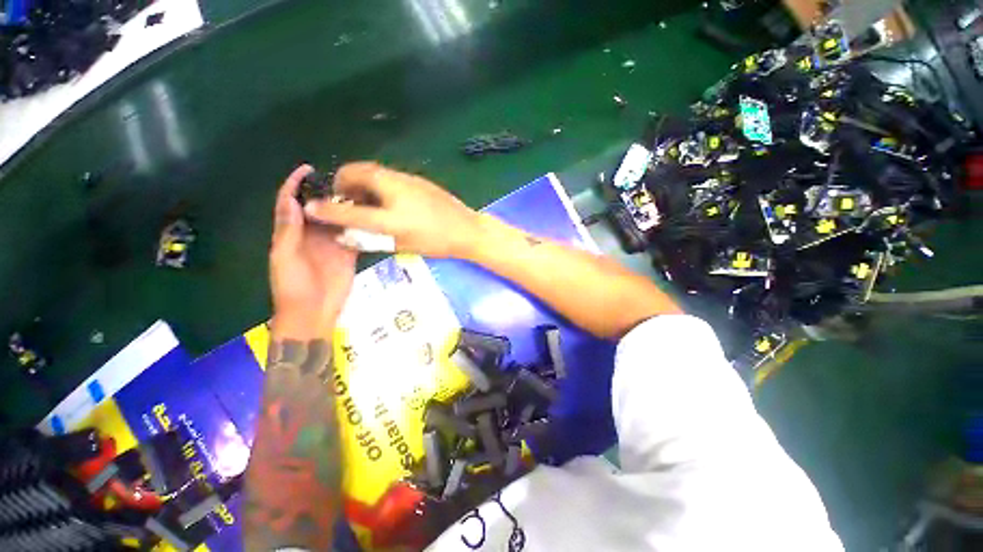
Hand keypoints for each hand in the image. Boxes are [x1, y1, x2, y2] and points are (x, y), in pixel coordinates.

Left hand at [269, 165, 357, 339]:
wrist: (313, 311)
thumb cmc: (292, 286)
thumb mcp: (284, 257)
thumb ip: (289, 231)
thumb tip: (294, 201)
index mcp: (291, 233)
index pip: (291, 203)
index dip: (295, 185)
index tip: (308, 169)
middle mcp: (311, 234)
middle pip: (318, 207)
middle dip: (325, 192)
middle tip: (342, 180)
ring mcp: (332, 243)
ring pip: (338, 219)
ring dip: (345, 207)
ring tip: (358, 192)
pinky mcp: (349, 252)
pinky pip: (355, 235)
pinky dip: (360, 225)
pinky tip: (369, 215)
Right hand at [302, 162, 481, 257]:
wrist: (466, 228)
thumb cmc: (436, 242)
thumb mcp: (402, 245)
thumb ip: (371, 238)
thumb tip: (345, 234)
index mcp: (392, 214)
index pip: (350, 209)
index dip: (327, 209)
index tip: (312, 207)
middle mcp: (396, 189)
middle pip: (357, 172)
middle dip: (343, 183)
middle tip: (346, 200)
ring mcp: (407, 179)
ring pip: (373, 171)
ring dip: (361, 181)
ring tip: (365, 201)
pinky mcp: (416, 178)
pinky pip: (388, 175)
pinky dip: (377, 182)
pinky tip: (386, 199)